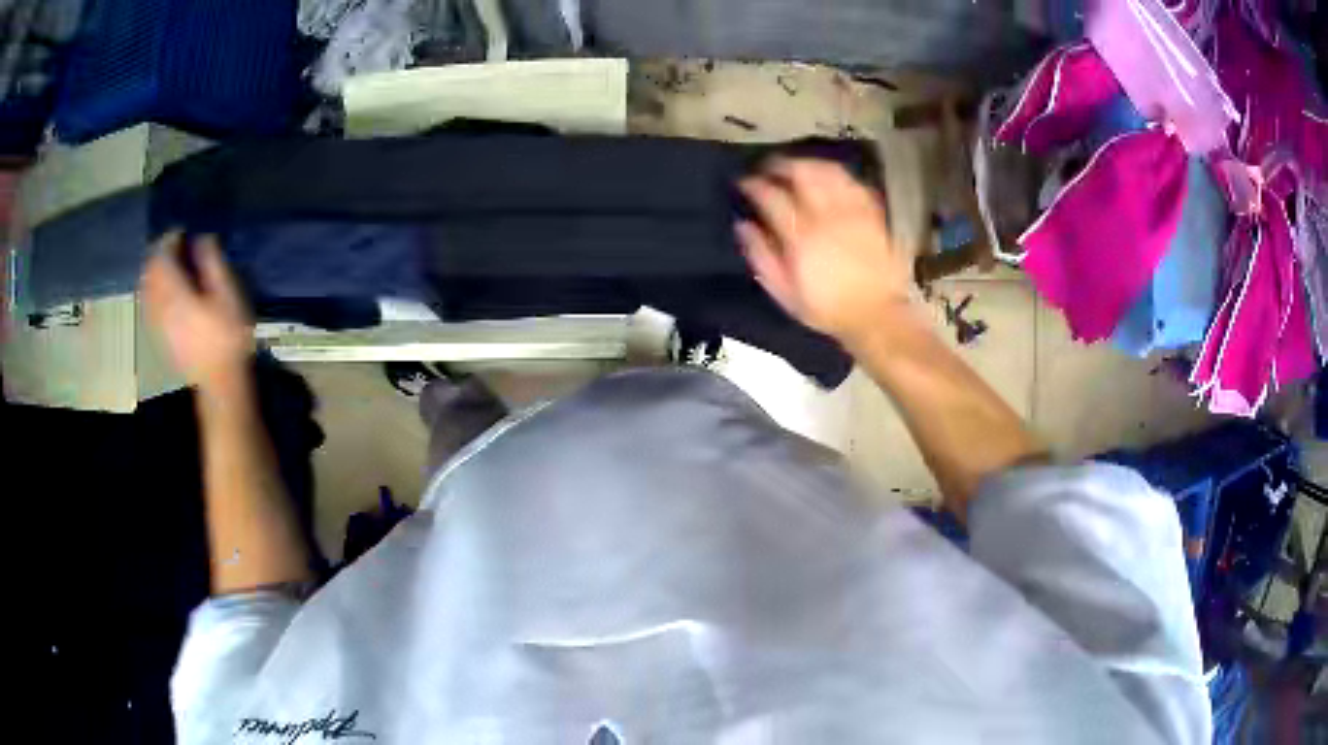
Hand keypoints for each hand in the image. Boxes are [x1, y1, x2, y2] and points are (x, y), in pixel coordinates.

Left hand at [142, 232, 253, 390]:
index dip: (170, 239)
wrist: (220, 382)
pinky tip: (164, 291)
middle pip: (149, 271)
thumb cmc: (228, 337)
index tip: (183, 231)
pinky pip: (148, 305)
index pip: (162, 256)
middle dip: (159, 253)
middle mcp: (160, 306)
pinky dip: (152, 290)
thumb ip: (212, 263)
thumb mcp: (228, 295)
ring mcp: (157, 323)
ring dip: (154, 271)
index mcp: (175, 294)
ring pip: (146, 288)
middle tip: (174, 245)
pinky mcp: (159, 336)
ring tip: (168, 265)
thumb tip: (202, 238)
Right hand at [736, 158, 914, 348]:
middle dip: (781, 164)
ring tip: (798, 167)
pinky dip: (838, 176)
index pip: (771, 197)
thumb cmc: (827, 308)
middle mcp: (826, 216)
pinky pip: (854, 183)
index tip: (743, 182)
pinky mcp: (873, 214)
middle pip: (801, 173)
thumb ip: (761, 256)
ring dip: (809, 164)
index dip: (753, 184)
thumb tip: (743, 226)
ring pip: (829, 172)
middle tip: (769, 167)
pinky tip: (831, 179)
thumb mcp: (785, 292)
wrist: (876, 315)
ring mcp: (852, 212)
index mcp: (800, 236)